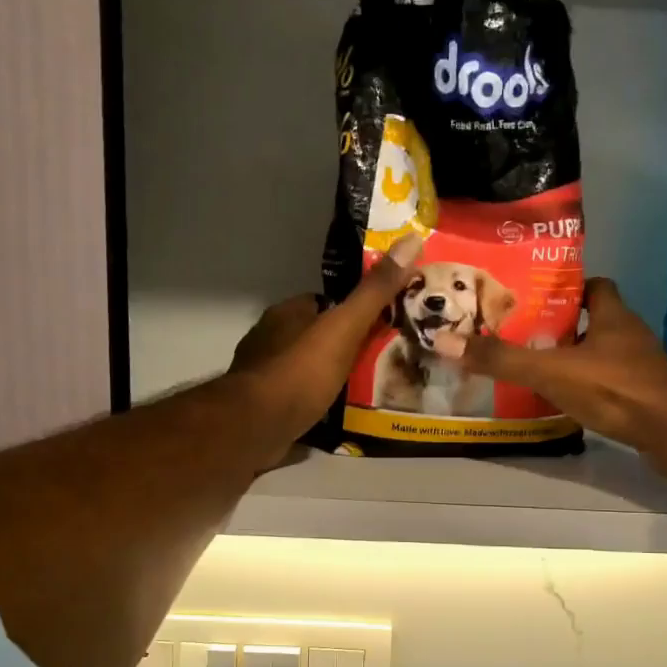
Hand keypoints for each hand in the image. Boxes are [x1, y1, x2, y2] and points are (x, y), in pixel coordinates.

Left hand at [230, 233, 425, 442]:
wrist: (256, 426)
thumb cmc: (300, 371)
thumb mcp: (344, 327)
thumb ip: (374, 291)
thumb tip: (410, 240)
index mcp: (287, 313)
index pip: (326, 303)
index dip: (353, 310)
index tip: (383, 322)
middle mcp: (271, 339)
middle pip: (316, 336)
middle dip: (343, 346)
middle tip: (381, 359)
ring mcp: (264, 375)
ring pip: (306, 368)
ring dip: (330, 376)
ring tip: (367, 388)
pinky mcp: (264, 408)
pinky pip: (298, 398)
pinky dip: (317, 402)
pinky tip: (338, 413)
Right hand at [434, 278, 666, 466]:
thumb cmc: (616, 387)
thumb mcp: (551, 370)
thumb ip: (503, 359)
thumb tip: (446, 341)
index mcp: (612, 316)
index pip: (596, 286)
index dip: (570, 288)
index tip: (540, 297)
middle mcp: (629, 337)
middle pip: (596, 322)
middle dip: (565, 327)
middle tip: (525, 336)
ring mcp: (639, 369)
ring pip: (602, 356)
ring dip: (575, 360)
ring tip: (536, 370)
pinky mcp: (642, 399)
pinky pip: (609, 386)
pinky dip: (588, 390)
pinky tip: (564, 402)